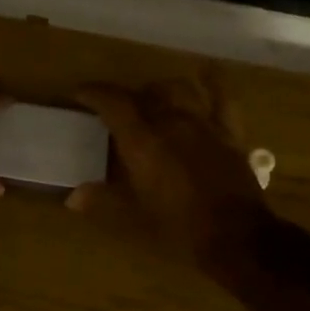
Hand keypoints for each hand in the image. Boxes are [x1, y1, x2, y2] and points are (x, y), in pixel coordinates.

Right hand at [68, 77, 271, 276]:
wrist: (236, 238)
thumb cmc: (179, 229)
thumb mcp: (133, 219)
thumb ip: (102, 202)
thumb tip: (73, 197)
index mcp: (142, 141)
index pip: (112, 102)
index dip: (93, 93)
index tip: (79, 94)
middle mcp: (170, 122)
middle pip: (144, 94)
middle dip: (125, 96)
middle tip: (114, 110)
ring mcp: (203, 124)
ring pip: (178, 89)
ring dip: (160, 89)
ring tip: (152, 98)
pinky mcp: (229, 133)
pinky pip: (222, 98)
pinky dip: (213, 83)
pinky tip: (207, 72)